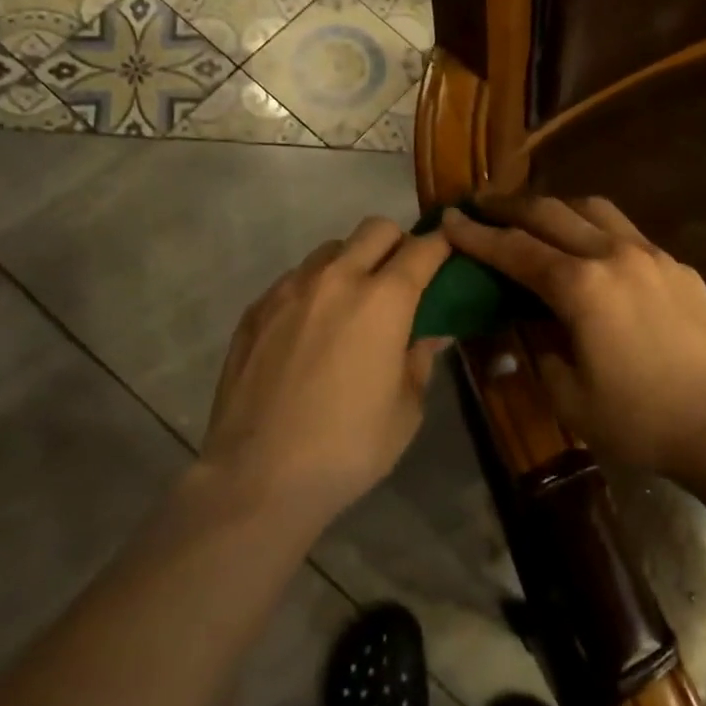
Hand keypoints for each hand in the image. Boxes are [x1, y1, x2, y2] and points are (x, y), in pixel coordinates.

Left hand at [201, 217, 452, 527]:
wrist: (258, 476)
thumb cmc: (348, 448)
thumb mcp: (406, 410)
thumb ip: (419, 359)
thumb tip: (429, 333)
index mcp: (383, 301)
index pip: (423, 249)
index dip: (442, 246)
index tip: (450, 254)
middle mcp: (337, 279)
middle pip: (375, 229)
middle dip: (397, 243)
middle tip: (401, 281)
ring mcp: (289, 290)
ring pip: (331, 249)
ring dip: (352, 263)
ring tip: (351, 306)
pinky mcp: (256, 309)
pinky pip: (295, 278)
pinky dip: (314, 289)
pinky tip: (310, 331)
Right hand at [442, 196, 705, 479]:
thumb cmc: (641, 419)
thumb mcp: (570, 397)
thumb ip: (541, 349)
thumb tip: (532, 322)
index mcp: (581, 286)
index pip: (515, 250)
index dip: (477, 235)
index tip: (449, 219)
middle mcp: (614, 255)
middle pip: (551, 213)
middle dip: (510, 207)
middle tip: (482, 205)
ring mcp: (652, 255)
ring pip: (594, 209)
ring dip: (557, 207)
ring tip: (536, 217)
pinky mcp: (679, 267)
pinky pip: (627, 232)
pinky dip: (597, 229)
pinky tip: (593, 251)